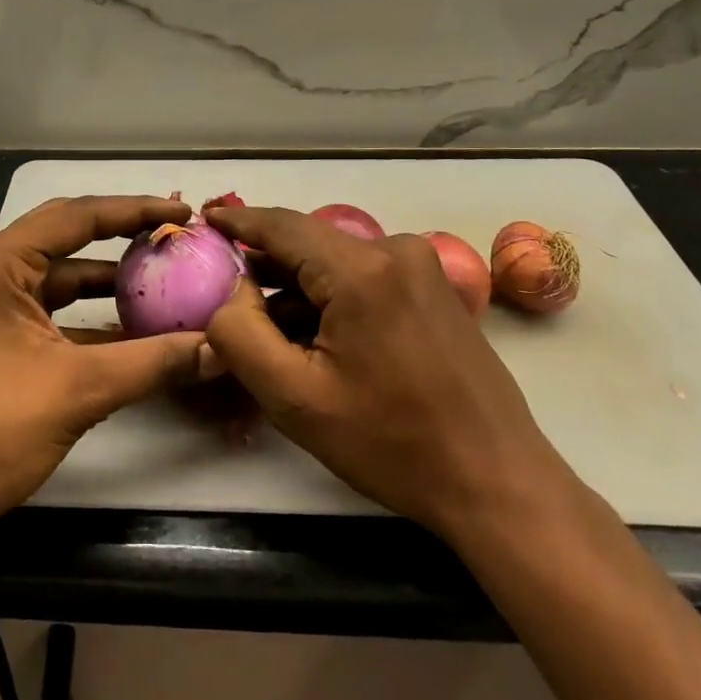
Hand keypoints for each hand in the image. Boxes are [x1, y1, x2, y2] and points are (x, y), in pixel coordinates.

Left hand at [0, 196, 214, 542]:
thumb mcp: (80, 389)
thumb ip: (154, 362)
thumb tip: (221, 348)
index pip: (78, 215)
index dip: (135, 210)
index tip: (183, 214)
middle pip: (68, 235)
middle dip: (123, 235)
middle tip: (175, 237)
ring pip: (62, 275)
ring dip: (109, 279)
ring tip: (165, 280)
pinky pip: (53, 309)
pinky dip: (91, 315)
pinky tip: (133, 330)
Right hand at [204, 205, 570, 535]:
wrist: (497, 482)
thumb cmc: (392, 443)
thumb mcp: (295, 398)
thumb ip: (240, 335)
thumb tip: (231, 292)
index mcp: (362, 269)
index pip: (282, 226)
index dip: (238, 220)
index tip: (203, 217)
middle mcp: (396, 250)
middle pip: (309, 244)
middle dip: (265, 265)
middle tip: (222, 286)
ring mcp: (422, 269)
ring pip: (336, 262)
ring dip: (298, 288)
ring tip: (264, 327)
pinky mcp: (435, 290)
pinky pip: (365, 277)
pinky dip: (331, 297)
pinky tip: (314, 337)